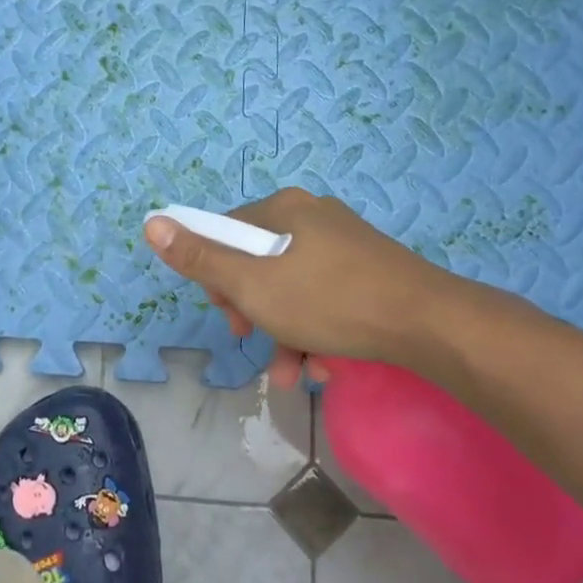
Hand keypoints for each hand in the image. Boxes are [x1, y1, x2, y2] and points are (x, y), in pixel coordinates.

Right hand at [142, 188, 465, 387]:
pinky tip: (321, 366)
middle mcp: (313, 217)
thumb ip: (200, 257)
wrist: (430, 324)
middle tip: (252, 337)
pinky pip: (325, 296)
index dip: (215, 274)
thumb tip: (152, 222)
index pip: (226, 232)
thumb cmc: (328, 300)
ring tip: (289, 373)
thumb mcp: (251, 285)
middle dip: (250, 308)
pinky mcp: (370, 271)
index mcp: (283, 209)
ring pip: (292, 286)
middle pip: (258, 261)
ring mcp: (345, 244)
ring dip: (282, 332)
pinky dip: (314, 329)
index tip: (227, 311)